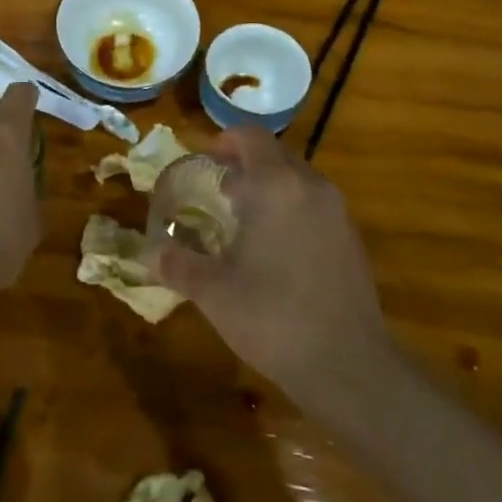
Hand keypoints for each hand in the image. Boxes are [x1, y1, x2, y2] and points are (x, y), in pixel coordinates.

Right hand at [145, 126, 390, 404]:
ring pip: (297, 180)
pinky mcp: (351, 238)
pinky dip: (291, 209)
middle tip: (218, 191)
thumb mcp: (212, 291)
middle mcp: (311, 186)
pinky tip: (275, 249)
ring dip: (269, 188)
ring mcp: (337, 212)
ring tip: (242, 220)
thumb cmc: (272, 316)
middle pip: (275, 156)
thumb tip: (150, 253)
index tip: (205, 160)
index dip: (225, 141)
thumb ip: (177, 264)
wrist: (348, 365)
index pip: (251, 137)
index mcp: (276, 186)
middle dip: (245, 166)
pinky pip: (315, 205)